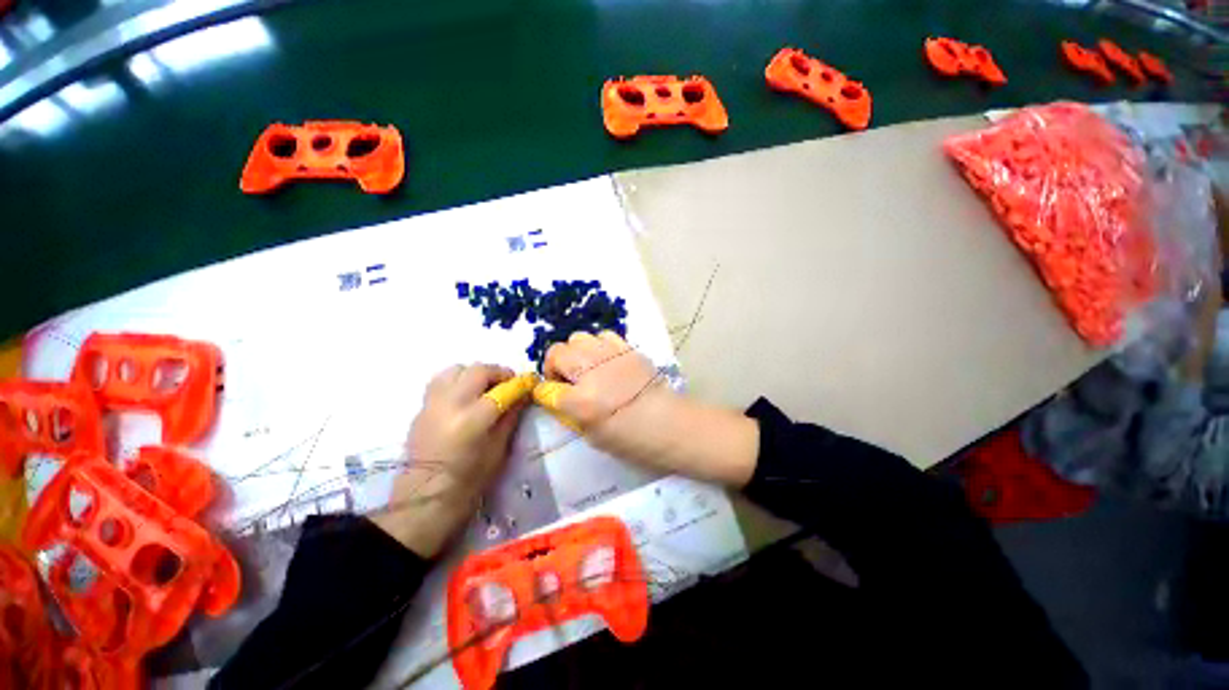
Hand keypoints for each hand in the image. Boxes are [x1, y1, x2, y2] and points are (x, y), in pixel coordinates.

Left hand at [371, 364, 525, 556]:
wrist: (426, 497)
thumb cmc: (470, 480)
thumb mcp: (499, 448)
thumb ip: (511, 416)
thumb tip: (522, 395)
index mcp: (473, 418)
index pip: (503, 389)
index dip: (520, 383)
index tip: (530, 382)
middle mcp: (450, 404)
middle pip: (477, 370)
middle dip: (498, 372)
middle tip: (508, 383)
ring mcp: (432, 404)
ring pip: (455, 369)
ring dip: (474, 373)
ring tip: (484, 386)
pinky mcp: (421, 408)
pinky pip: (441, 382)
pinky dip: (457, 381)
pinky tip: (465, 396)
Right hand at [544, 332, 758, 485]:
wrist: (671, 423)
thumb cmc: (632, 440)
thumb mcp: (593, 437)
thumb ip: (569, 414)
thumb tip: (556, 397)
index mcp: (580, 401)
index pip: (545, 388)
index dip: (544, 392)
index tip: (550, 395)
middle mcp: (591, 372)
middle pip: (557, 352)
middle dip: (554, 366)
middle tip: (566, 380)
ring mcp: (610, 355)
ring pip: (577, 338)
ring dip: (575, 353)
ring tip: (585, 368)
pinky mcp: (627, 348)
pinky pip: (602, 336)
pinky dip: (597, 346)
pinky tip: (604, 360)